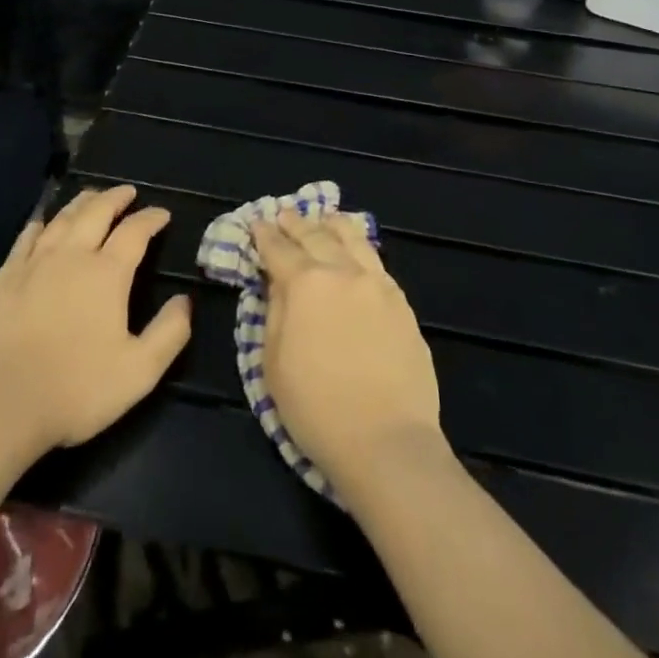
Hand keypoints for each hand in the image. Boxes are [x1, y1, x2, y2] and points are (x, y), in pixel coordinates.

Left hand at [0, 185, 191, 456]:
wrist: (0, 404)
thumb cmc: (76, 389)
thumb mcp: (138, 371)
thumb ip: (168, 333)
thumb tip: (184, 301)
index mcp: (107, 273)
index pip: (135, 232)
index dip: (151, 218)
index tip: (162, 214)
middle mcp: (72, 256)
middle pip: (96, 212)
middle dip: (116, 198)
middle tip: (127, 192)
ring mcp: (34, 263)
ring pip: (62, 219)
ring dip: (81, 203)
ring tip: (92, 197)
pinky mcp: (4, 278)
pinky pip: (26, 238)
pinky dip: (40, 224)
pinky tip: (42, 223)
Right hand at [252, 211, 442, 490]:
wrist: (387, 443)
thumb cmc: (318, 410)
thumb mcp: (274, 364)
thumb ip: (274, 312)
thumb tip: (277, 283)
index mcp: (305, 284)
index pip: (278, 249)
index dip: (264, 235)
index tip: (257, 224)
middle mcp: (342, 271)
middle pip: (315, 235)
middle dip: (295, 223)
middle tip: (284, 215)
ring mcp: (376, 283)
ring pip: (351, 238)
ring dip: (331, 225)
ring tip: (323, 218)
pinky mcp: (400, 302)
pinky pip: (375, 260)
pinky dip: (359, 245)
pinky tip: (355, 247)